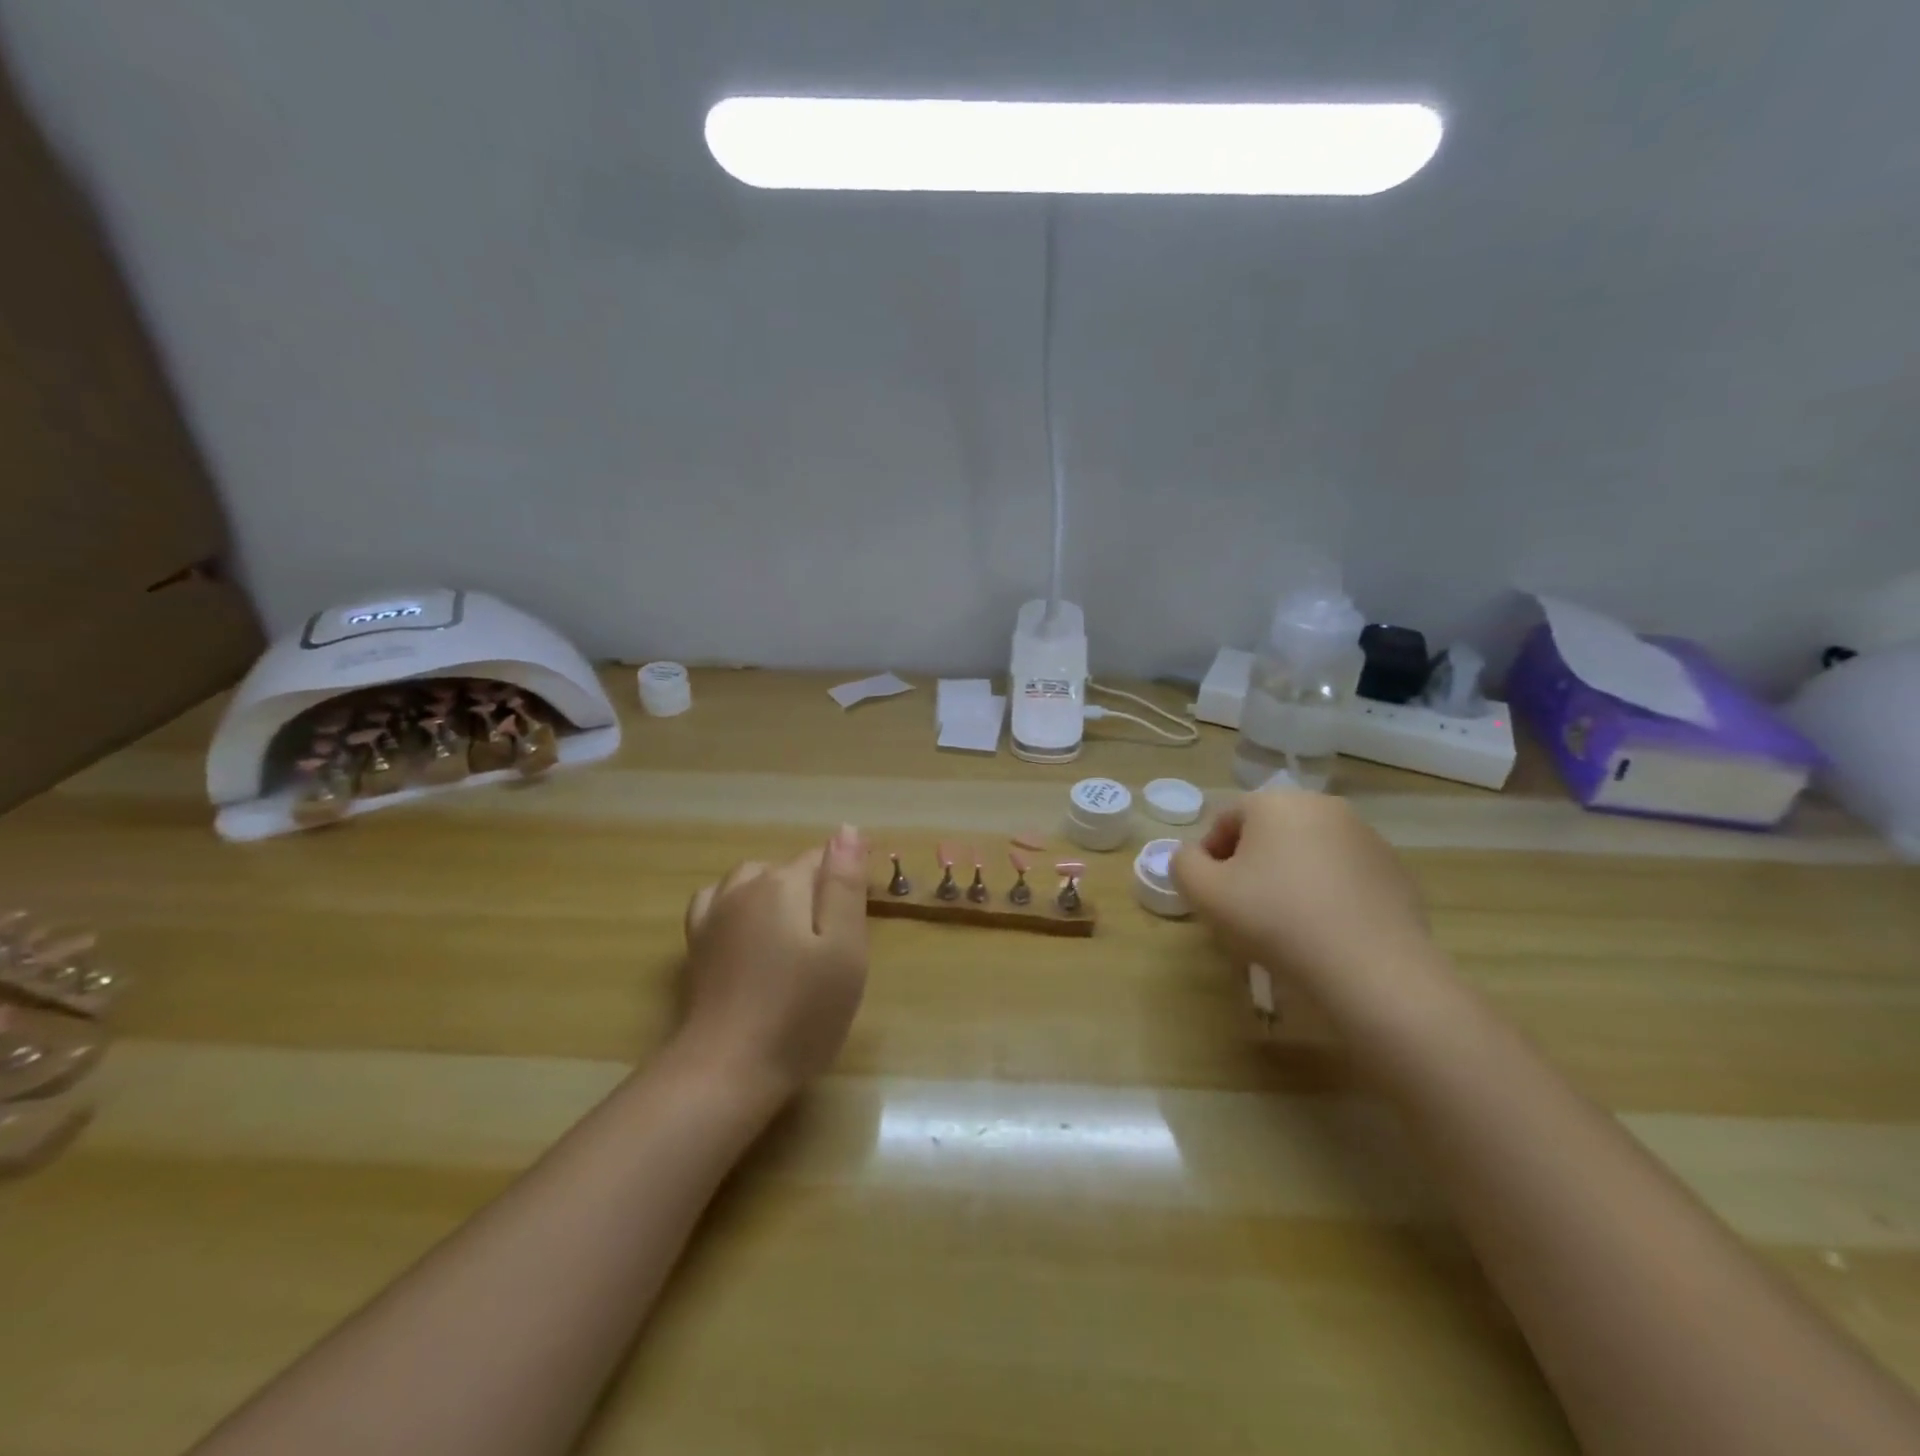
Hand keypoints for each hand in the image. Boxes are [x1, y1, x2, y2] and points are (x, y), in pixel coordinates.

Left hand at [678, 825, 869, 1099]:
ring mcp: (715, 914)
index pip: (825, 859)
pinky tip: (747, 924)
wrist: (730, 1068)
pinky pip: (717, 900)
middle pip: (789, 869)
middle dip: (816, 887)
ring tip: (799, 930)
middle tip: (838, 937)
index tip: (866, 911)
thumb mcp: (844, 947)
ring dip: (778, 891)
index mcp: (784, 884)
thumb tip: (846, 829)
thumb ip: (844, 884)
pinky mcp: (698, 943)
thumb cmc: (802, 1011)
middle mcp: (745, 887)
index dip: (849, 877)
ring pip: (753, 879)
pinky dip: (737, 902)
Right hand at [1171, 791, 1436, 1000]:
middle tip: (1242, 909)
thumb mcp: (1204, 893)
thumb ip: (1183, 864)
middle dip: (1250, 865)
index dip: (1209, 858)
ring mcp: (1365, 836)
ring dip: (1288, 877)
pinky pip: (1342, 875)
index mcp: (1275, 802)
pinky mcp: (1393, 870)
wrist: (1371, 969)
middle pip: (1267, 833)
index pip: (1225, 820)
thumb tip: (1193, 857)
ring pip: (1306, 852)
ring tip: (1284, 924)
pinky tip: (1323, 931)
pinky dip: (1326, 893)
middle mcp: (1322, 806)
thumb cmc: (1276, 919)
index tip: (1211, 896)